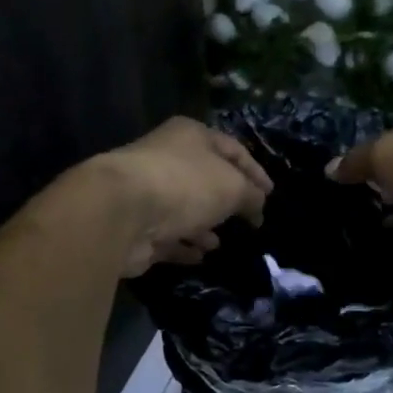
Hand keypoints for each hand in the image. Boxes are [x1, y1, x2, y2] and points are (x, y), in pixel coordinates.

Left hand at [98, 118, 272, 277]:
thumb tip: (257, 206)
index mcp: (191, 136)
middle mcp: (167, 159)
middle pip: (205, 179)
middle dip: (227, 200)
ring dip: (204, 225)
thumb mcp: (233, 186)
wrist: (121, 212)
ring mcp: (148, 193)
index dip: (255, 171)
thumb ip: (251, 195)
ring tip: (221, 242)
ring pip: (184, 209)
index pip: (232, 149)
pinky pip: (168, 236)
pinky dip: (185, 245)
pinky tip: (200, 256)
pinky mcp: (137, 226)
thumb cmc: (185, 185)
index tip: (271, 194)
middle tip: (247, 220)